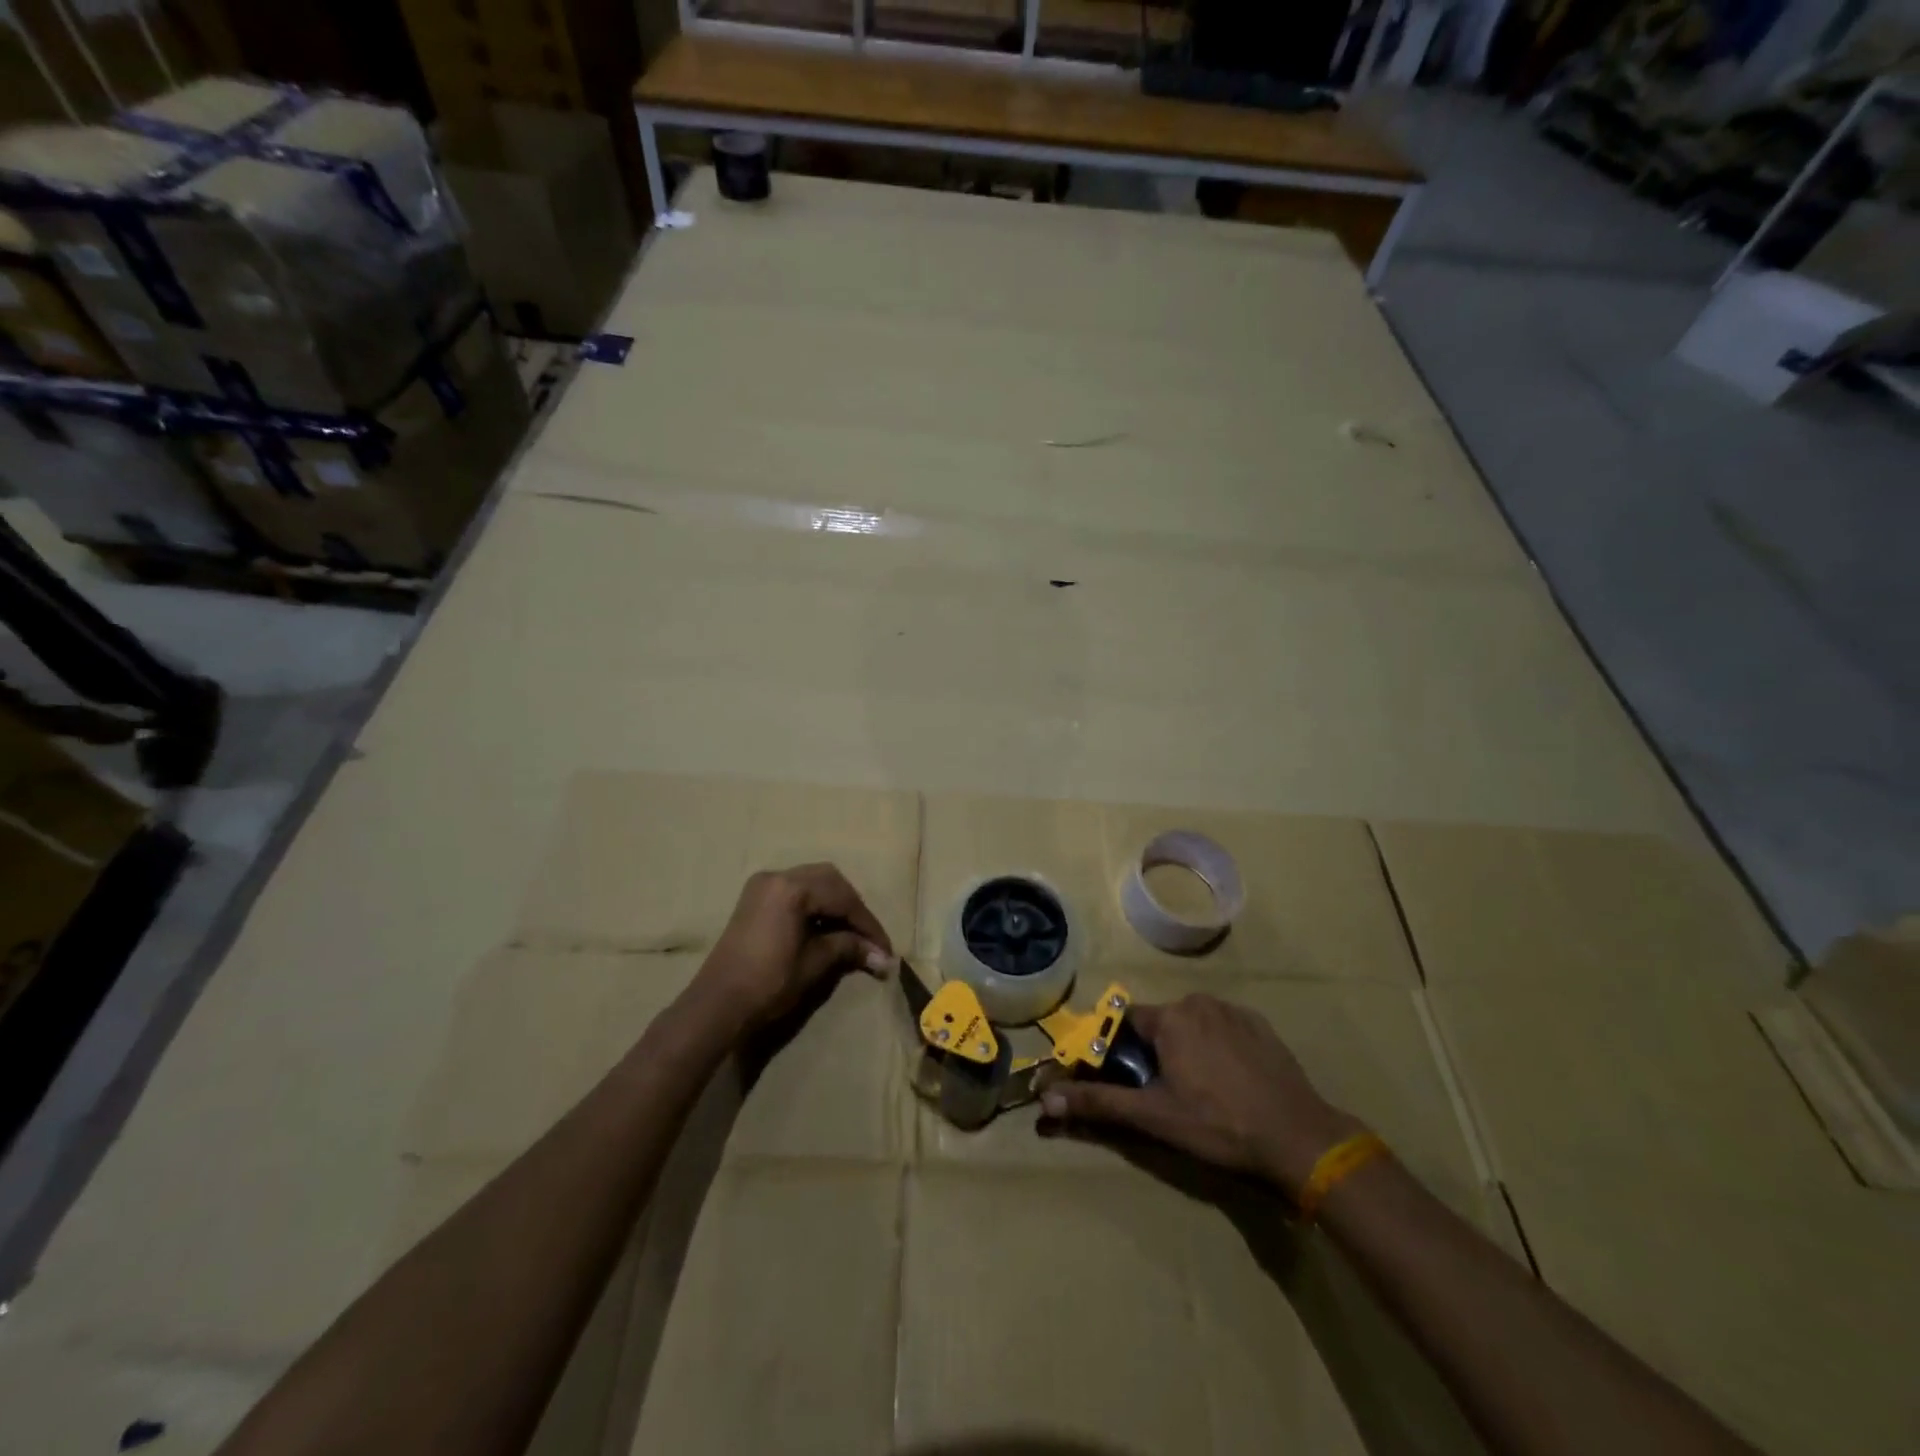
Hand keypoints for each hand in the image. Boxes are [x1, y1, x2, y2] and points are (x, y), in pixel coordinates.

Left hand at [694, 864, 895, 1035]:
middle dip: (853, 908)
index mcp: (792, 888)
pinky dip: (815, 904)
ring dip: (835, 904)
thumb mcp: (814, 964)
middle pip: (829, 881)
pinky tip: (826, 928)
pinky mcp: (755, 898)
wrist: (717, 1004)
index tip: (885, 950)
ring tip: (851, 934)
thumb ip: (848, 948)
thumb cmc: (768, 983)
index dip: (867, 924)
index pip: (843, 898)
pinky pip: (795, 890)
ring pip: (813, 882)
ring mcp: (763, 885)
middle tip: (868, 938)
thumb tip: (883, 957)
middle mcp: (777, 876)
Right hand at [1039, 994, 1361, 1197]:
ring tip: (1202, 1094)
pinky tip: (1231, 1084)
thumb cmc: (1218, 1126)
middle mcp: (1198, 1002)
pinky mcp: (1261, 1026)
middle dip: (1154, 1054)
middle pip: (1159, 1024)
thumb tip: (1045, 1099)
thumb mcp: (1153, 1117)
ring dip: (1186, 1050)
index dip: (1119, 1051)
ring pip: (1192, 1026)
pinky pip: (1223, 1029)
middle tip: (1165, 1096)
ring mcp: (1233, 1011)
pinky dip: (1218, 1049)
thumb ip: (1098, 1102)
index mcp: (1169, 1017)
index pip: (1125, 1023)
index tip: (1126, 1080)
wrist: (1300, 1138)